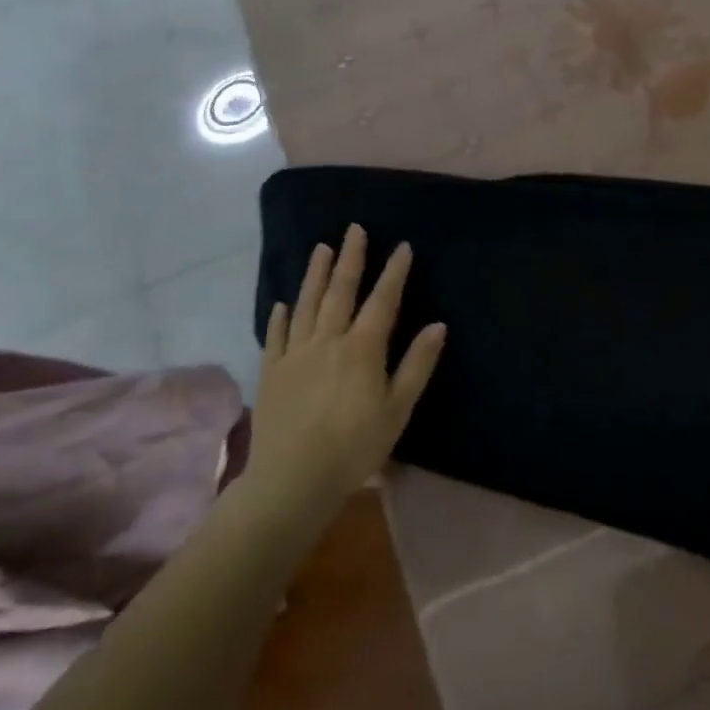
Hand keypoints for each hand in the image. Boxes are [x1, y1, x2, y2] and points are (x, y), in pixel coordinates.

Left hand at [244, 225, 446, 508]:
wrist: (292, 480)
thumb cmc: (355, 446)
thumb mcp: (398, 409)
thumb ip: (417, 364)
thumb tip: (438, 325)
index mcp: (362, 348)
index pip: (382, 300)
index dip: (394, 272)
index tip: (402, 246)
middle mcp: (327, 340)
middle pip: (340, 292)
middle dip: (350, 258)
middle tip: (354, 229)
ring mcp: (295, 354)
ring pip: (307, 305)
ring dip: (315, 275)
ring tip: (321, 248)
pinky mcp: (271, 372)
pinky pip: (276, 336)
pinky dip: (281, 316)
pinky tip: (283, 303)